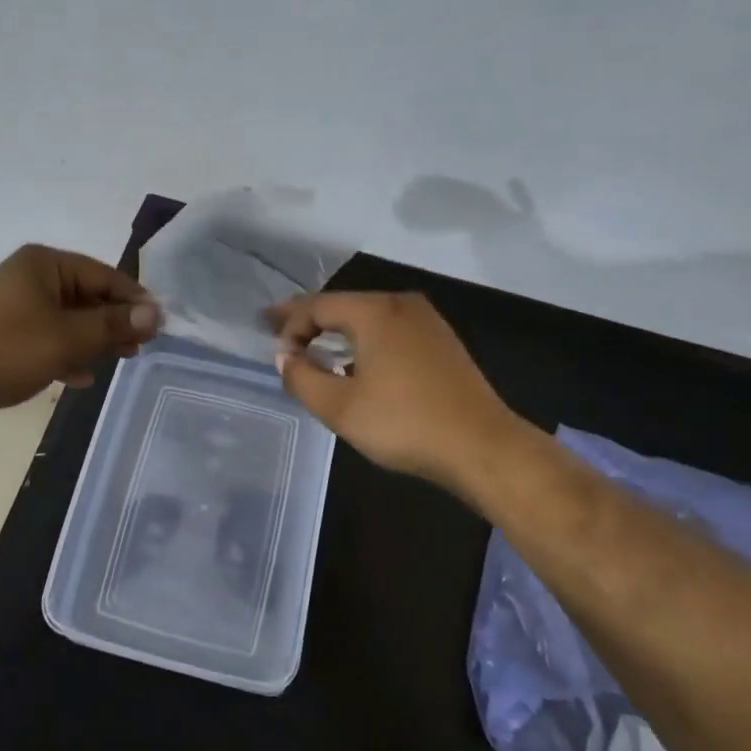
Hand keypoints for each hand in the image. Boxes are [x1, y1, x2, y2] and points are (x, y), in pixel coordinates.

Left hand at [0, 245, 159, 423]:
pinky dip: (65, 352)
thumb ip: (113, 324)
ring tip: (118, 361)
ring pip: (67, 319)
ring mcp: (13, 304)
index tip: (158, 325)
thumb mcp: (69, 337)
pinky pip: (45, 336)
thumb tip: (155, 313)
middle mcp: (30, 276)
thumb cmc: (8, 349)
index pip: (104, 275)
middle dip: (113, 323)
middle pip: (86, 296)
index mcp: (45, 264)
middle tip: (139, 348)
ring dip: (92, 340)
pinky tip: (79, 376)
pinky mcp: (2, 332)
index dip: (133, 300)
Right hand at [267, 291, 522, 496]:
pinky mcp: (442, 341)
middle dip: (309, 319)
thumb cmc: (404, 424)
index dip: (287, 322)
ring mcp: (426, 321)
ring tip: (312, 345)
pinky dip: (364, 339)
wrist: (482, 446)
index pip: (316, 306)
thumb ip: (302, 377)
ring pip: (368, 316)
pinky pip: (390, 329)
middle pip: (343, 305)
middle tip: (280, 331)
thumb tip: (285, 356)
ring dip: (337, 330)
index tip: (268, 339)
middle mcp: (401, 304)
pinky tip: (355, 360)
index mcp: (374, 311)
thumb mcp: (340, 407)